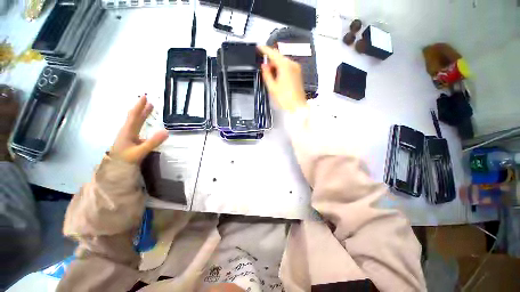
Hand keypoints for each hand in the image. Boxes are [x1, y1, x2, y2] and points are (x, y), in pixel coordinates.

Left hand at [111, 95, 168, 163]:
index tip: (145, 97)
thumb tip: (166, 131)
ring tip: (149, 108)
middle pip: (134, 117)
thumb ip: (153, 142)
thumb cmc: (125, 160)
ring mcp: (128, 135)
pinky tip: (145, 124)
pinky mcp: (131, 140)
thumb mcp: (140, 152)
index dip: (139, 106)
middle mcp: (127, 131)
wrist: (115, 168)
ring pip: (135, 122)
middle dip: (142, 108)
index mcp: (128, 131)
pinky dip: (142, 122)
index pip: (134, 116)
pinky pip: (137, 127)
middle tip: (149, 100)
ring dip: (142, 114)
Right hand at [258, 45, 306, 112]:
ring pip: (283, 62)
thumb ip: (266, 74)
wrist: (297, 106)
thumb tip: (264, 66)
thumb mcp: (272, 87)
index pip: (273, 53)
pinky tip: (278, 78)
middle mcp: (292, 64)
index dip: (264, 49)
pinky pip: (287, 67)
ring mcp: (296, 69)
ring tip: (271, 77)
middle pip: (279, 57)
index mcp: (285, 66)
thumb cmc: (285, 99)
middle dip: (270, 61)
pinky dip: (281, 69)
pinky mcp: (298, 74)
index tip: (259, 47)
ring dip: (275, 66)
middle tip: (264, 69)